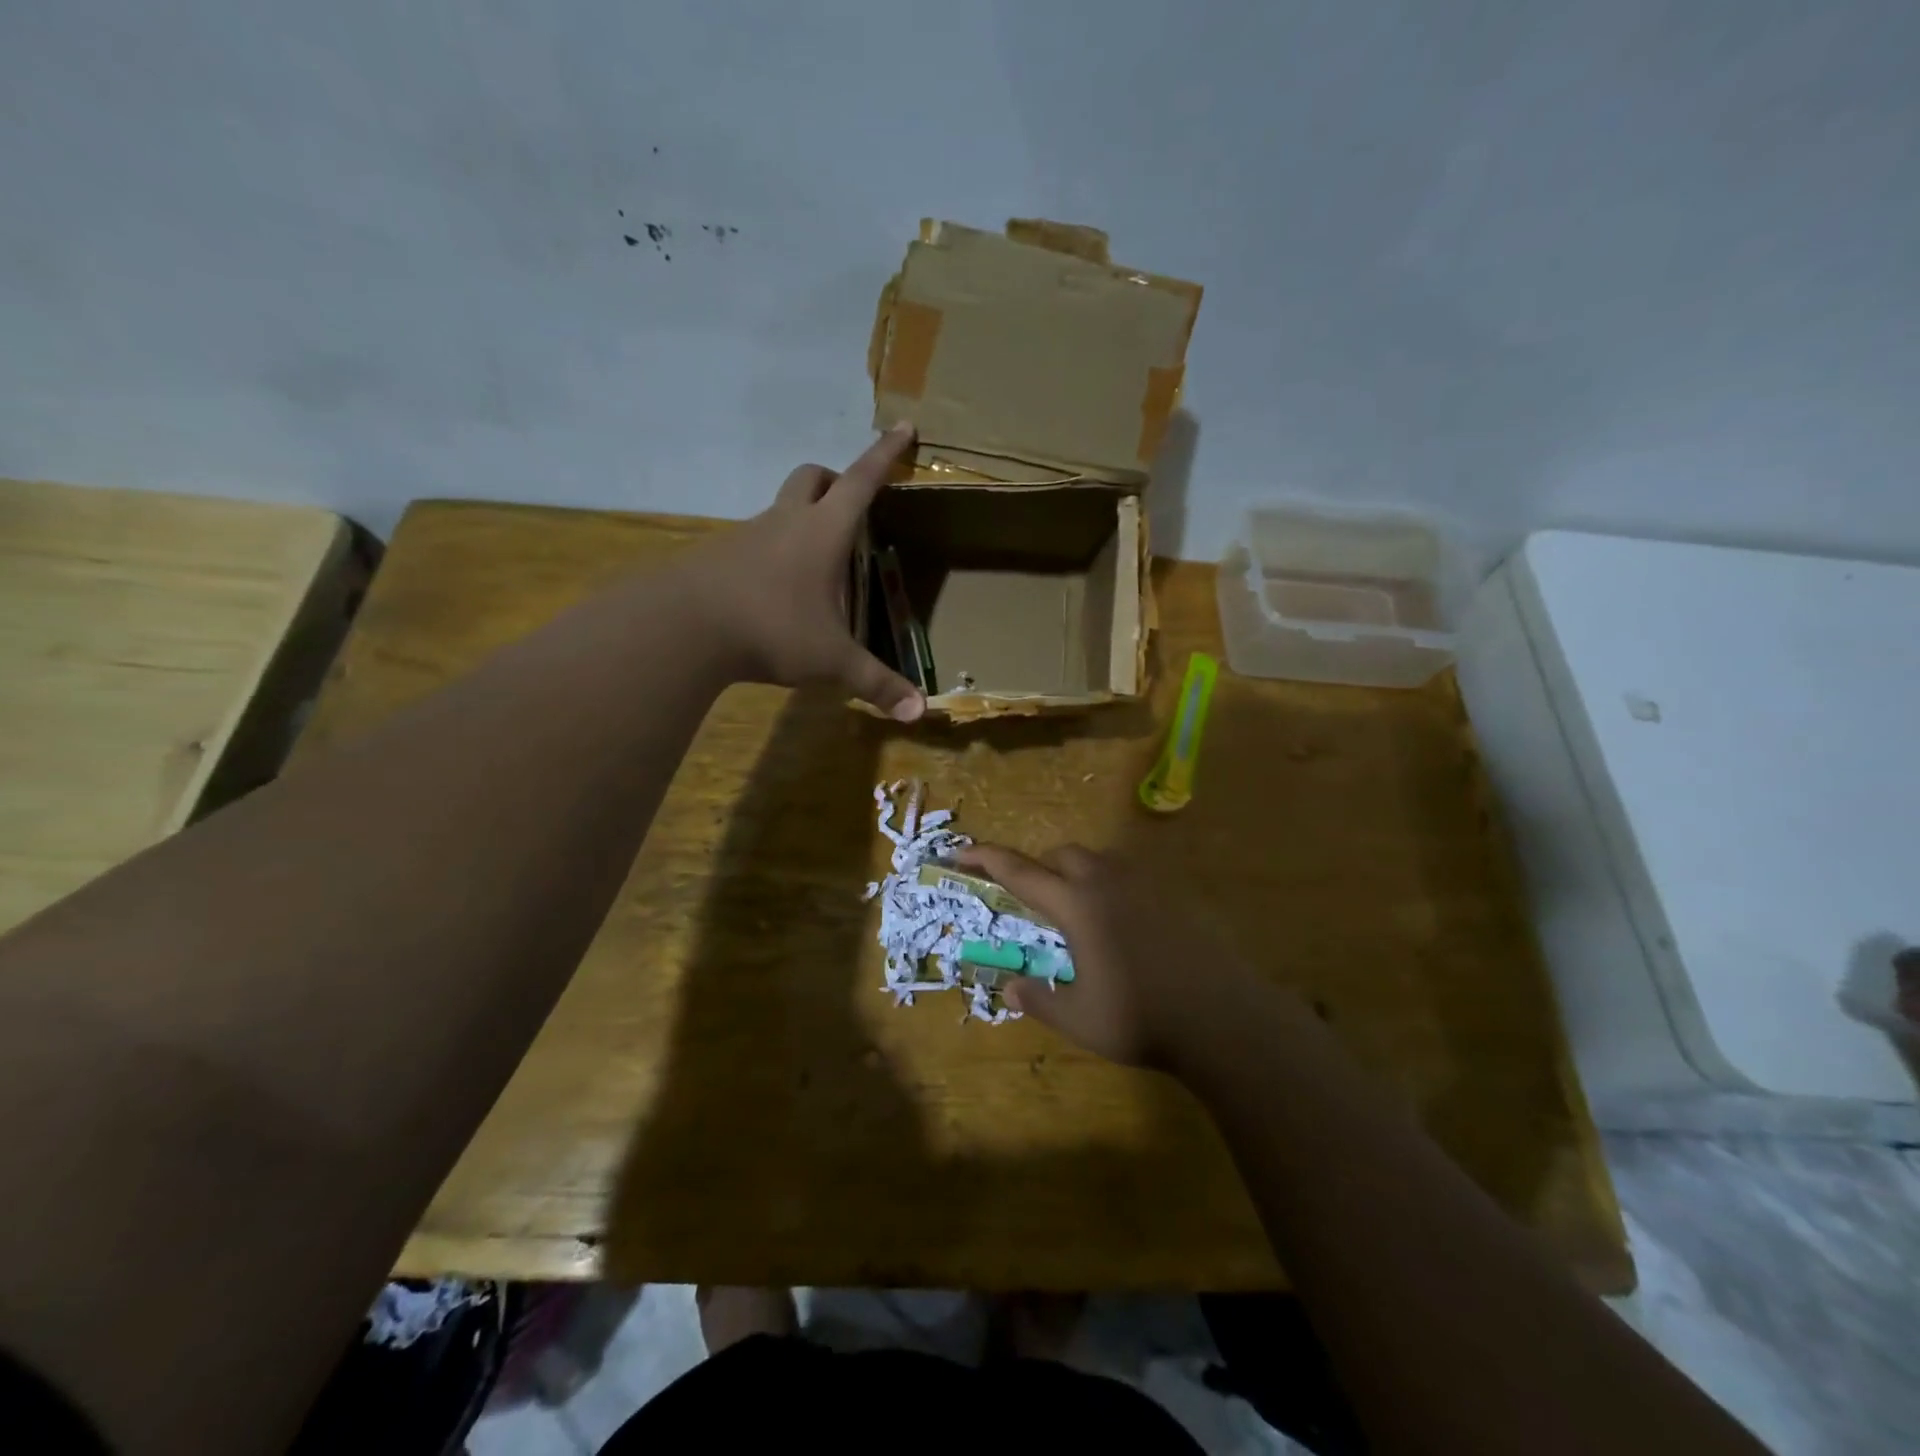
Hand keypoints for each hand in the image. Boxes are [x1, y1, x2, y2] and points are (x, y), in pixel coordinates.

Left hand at [678, 425, 924, 720]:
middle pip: (811, 478)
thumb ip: (875, 683)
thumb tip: (920, 714)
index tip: (902, 426)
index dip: (885, 455)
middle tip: (851, 503)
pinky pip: (754, 542)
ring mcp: (747, 537)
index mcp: (822, 532)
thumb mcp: (831, 659)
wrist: (682, 628)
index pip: (862, 481)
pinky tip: (776, 592)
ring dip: (801, 519)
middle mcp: (785, 523)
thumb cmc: (771, 628)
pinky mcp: (719, 558)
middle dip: (835, 480)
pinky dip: (773, 553)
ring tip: (817, 565)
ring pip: (780, 509)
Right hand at [955, 843, 1271, 1069]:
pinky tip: (1120, 925)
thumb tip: (1011, 989)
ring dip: (1076, 874)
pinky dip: (1109, 887)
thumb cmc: (1141, 1018)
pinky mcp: (1173, 896)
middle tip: (1032, 903)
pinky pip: (1129, 876)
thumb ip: (1039, 1000)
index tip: (961, 852)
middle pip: (1063, 856)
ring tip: (1076, 913)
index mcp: (1077, 905)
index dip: (986, 858)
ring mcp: (1144, 885)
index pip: (1020, 872)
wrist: (1223, 1017)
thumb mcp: (1079, 1019)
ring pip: (1099, 861)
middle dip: (1040, 869)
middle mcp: (1107, 883)